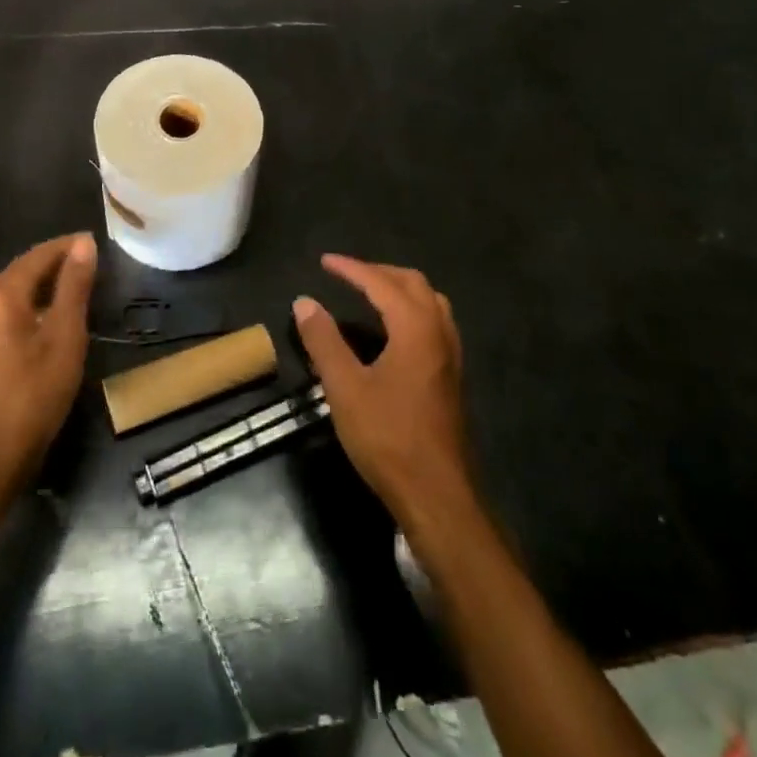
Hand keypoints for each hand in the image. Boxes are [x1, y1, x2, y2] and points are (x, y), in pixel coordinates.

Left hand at [0, 233, 95, 497]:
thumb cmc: (35, 392)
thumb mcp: (66, 335)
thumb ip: (74, 286)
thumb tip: (84, 244)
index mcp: (3, 294)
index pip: (38, 255)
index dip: (67, 246)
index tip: (95, 242)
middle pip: (20, 270)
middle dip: (52, 262)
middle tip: (86, 265)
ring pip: (9, 291)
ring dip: (38, 284)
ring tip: (69, 289)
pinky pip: (3, 312)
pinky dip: (27, 305)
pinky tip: (45, 321)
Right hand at [293, 255, 473, 528]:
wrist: (437, 494)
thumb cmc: (388, 438)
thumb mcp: (345, 388)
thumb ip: (323, 340)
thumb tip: (304, 301)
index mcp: (415, 328)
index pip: (381, 283)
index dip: (351, 269)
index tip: (324, 261)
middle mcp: (439, 332)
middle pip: (413, 283)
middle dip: (379, 272)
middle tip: (347, 274)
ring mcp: (451, 355)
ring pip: (430, 302)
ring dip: (400, 288)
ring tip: (371, 294)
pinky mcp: (452, 376)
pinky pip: (435, 322)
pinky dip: (412, 309)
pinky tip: (394, 331)